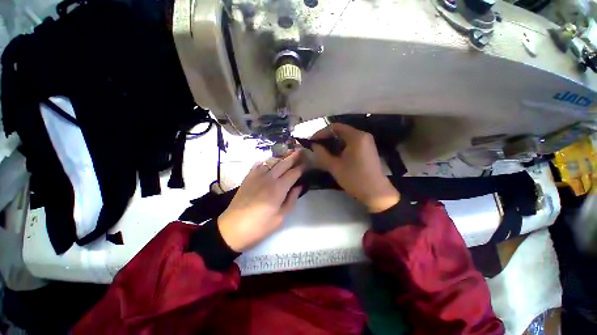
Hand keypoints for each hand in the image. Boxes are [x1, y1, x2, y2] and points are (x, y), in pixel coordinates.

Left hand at [218, 150, 303, 251]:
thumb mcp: (280, 217)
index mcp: (279, 188)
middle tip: (301, 150)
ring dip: (282, 157)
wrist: (232, 228)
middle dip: (293, 157)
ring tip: (288, 153)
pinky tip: (270, 161)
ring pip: (272, 161)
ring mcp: (257, 176)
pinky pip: (259, 164)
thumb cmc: (260, 226)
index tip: (307, 163)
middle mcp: (269, 178)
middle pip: (284, 163)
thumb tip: (299, 186)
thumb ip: (291, 199)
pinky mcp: (248, 177)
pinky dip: (267, 161)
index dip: (301, 168)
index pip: (293, 173)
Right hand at [311, 123, 399, 212]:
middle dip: (326, 137)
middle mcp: (363, 135)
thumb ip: (322, 154)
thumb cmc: (355, 179)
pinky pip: (351, 143)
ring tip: (323, 151)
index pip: (335, 127)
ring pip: (345, 137)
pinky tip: (334, 155)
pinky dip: (341, 146)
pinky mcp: (368, 149)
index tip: (312, 141)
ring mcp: (367, 142)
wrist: (376, 193)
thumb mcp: (335, 167)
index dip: (321, 132)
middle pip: (341, 131)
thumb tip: (313, 146)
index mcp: (356, 136)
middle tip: (316, 147)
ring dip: (333, 142)